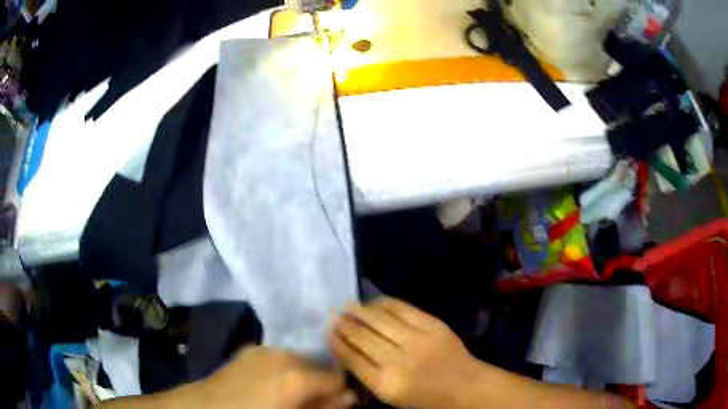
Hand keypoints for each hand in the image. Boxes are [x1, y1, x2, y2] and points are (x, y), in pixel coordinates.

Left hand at [190, 346, 354, 408]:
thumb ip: (324, 407)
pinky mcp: (249, 350)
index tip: (334, 403)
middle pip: (318, 365)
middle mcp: (283, 354)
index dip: (339, 392)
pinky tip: (271, 386)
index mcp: (297, 374)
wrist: (205, 408)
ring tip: (289, 395)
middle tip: (310, 401)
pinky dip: (283, 371)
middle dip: (320, 383)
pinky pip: (278, 359)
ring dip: (302, 376)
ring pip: (298, 360)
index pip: (336, 377)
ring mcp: (263, 349)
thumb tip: (347, 397)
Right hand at [329, 297, 480, 408]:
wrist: (464, 385)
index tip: (328, 331)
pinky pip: (402, 309)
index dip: (337, 342)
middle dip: (345, 324)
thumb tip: (347, 350)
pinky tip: (374, 302)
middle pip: (363, 337)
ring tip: (348, 305)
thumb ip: (368, 375)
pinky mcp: (432, 325)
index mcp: (385, 384)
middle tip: (334, 314)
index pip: (352, 358)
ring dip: (360, 311)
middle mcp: (398, 361)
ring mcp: (416, 340)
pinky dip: (385, 303)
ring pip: (380, 320)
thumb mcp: (391, 396)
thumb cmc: (424, 397)